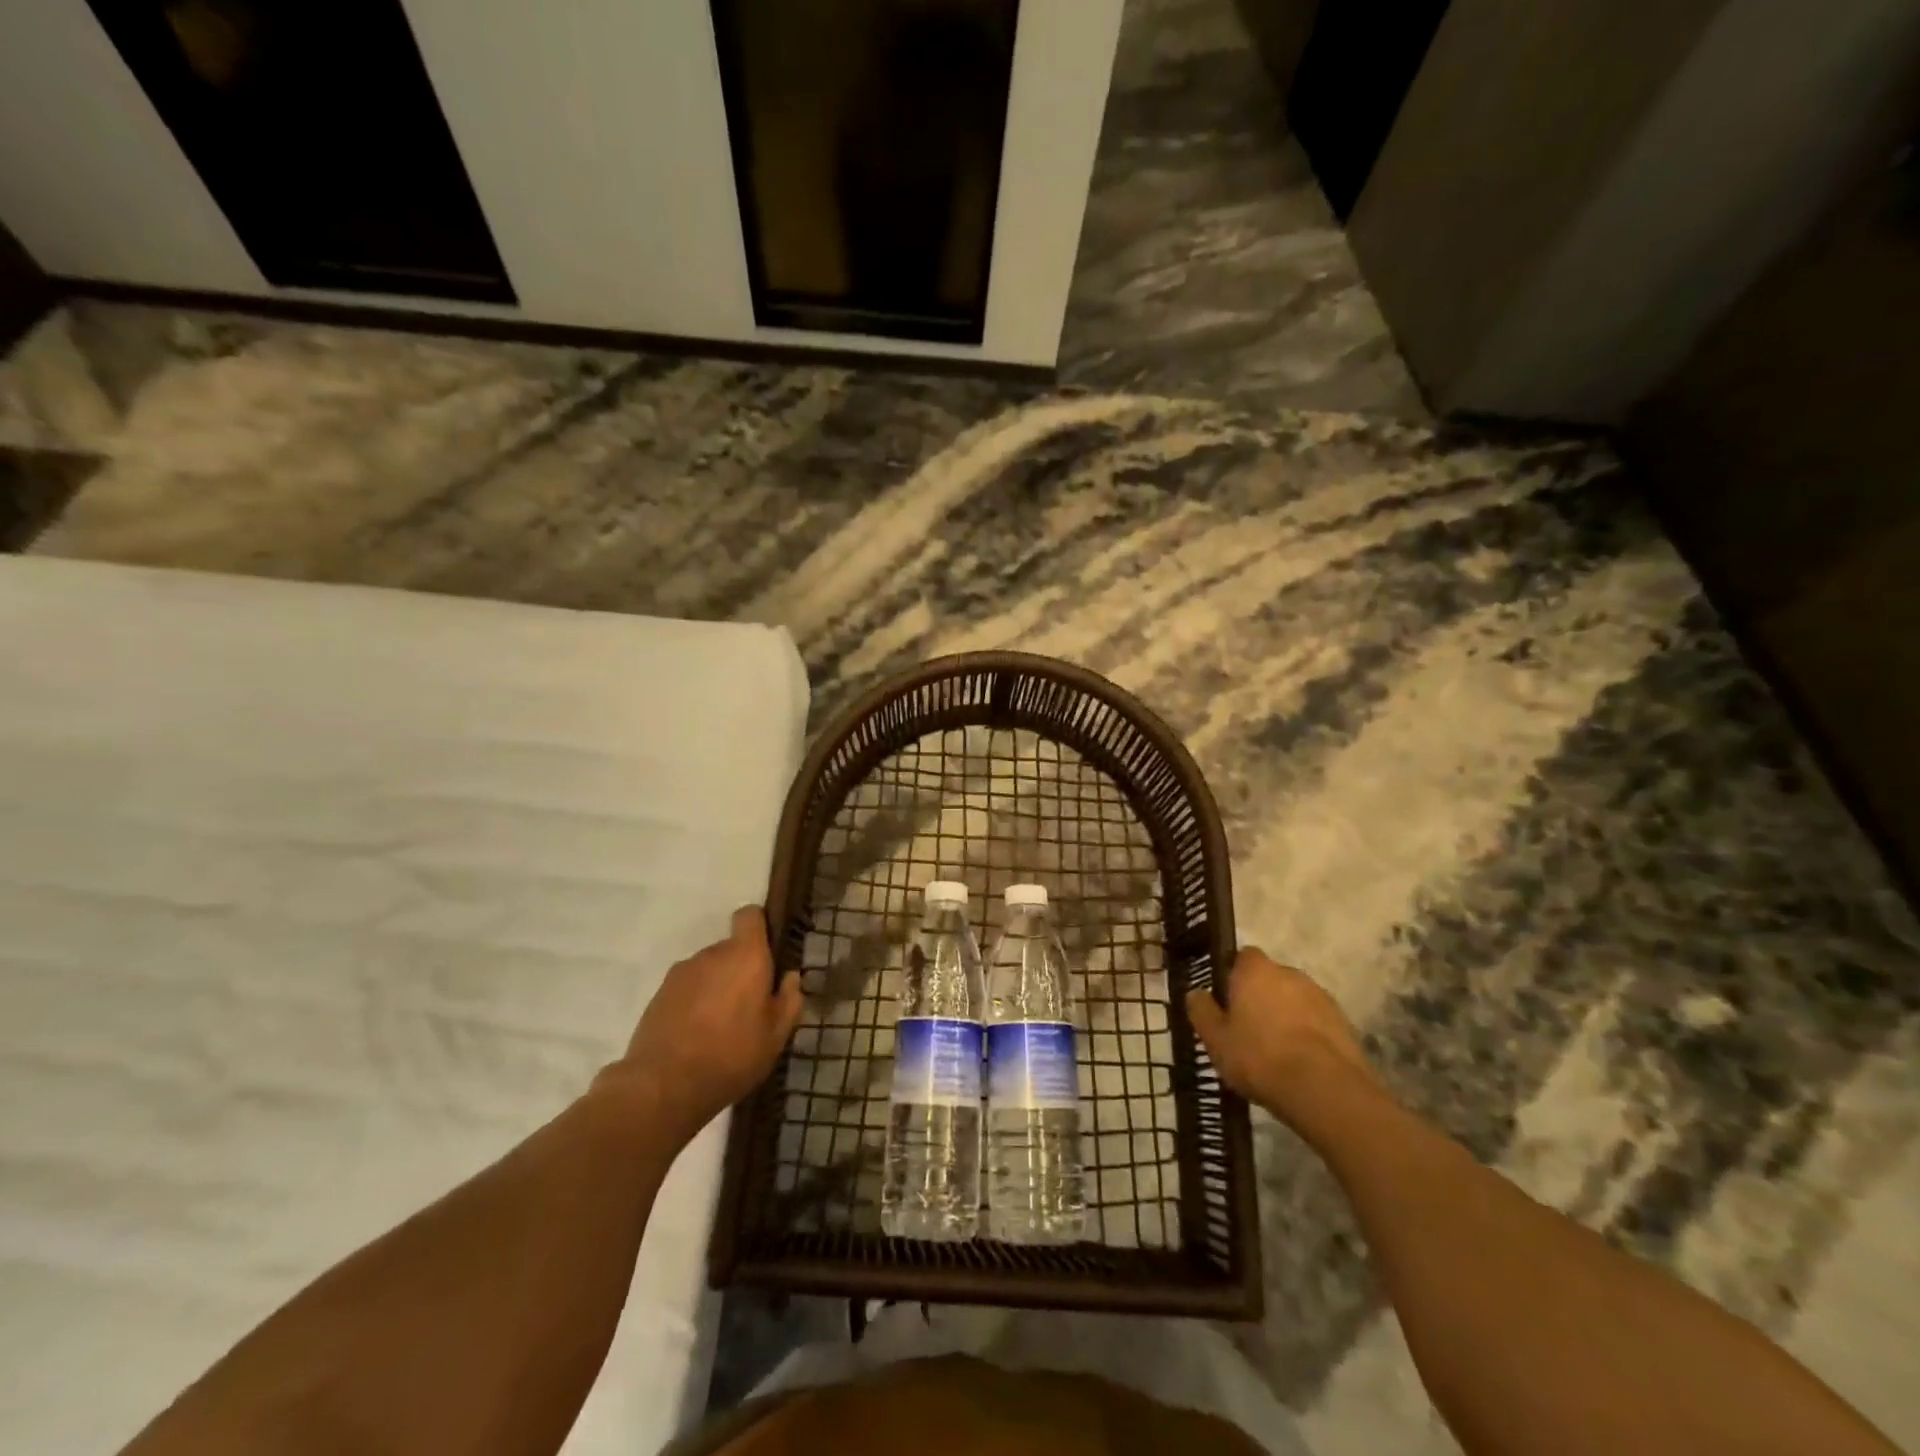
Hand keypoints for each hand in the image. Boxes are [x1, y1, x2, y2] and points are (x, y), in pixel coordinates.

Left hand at [601, 906, 803, 1141]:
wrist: (662, 1086)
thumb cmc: (731, 1056)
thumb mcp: (776, 1036)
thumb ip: (789, 1000)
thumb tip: (790, 977)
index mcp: (745, 956)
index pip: (750, 915)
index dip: (760, 927)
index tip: (768, 954)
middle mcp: (712, 954)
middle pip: (731, 949)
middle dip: (741, 969)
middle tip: (749, 1006)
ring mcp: (681, 973)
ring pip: (708, 970)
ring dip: (717, 987)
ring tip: (720, 1026)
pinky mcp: (659, 994)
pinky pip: (687, 988)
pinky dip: (695, 1002)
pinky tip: (697, 1035)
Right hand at [1185, 948, 1379, 1121]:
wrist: (1324, 1090)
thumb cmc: (1259, 1057)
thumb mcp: (1215, 1039)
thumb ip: (1201, 1011)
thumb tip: (1195, 993)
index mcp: (1255, 970)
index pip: (1242, 957)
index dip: (1233, 976)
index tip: (1226, 1001)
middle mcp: (1290, 973)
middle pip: (1270, 978)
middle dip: (1260, 997)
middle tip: (1247, 1029)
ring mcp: (1321, 997)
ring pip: (1294, 1000)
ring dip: (1285, 1016)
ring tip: (1275, 1051)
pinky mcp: (1344, 1023)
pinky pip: (1316, 1021)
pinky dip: (1307, 1034)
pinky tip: (1299, 1063)